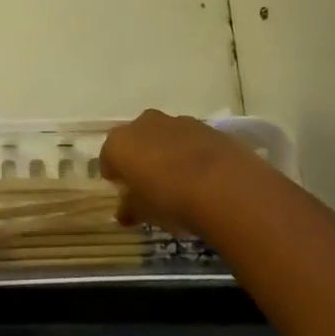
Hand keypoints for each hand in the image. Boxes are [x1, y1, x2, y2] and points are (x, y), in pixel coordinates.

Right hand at [100, 110, 264, 235]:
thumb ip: (130, 209)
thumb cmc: (171, 200)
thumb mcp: (144, 212)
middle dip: (140, 158)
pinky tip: (203, 175)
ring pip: (164, 136)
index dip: (115, 175)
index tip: (125, 192)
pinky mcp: (207, 127)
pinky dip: (192, 153)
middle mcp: (144, 124)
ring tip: (180, 180)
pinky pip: (191, 140)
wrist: (225, 187)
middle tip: (150, 183)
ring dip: (167, 152)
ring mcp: (177, 121)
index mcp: (120, 143)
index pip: (108, 157)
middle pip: (136, 140)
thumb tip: (124, 213)